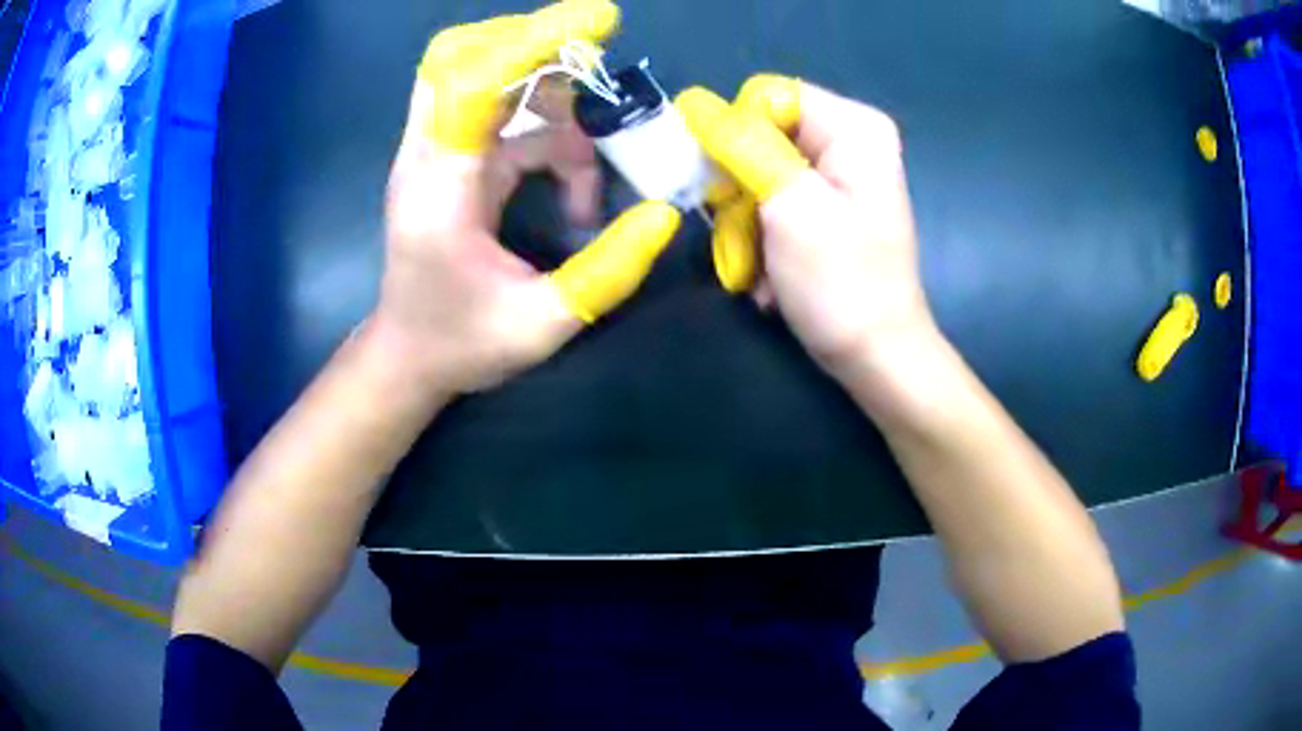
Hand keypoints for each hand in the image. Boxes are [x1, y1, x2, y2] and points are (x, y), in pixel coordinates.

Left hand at [375, 0, 680, 397]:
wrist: (406, 357)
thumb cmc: (461, 344)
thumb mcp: (542, 324)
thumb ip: (606, 272)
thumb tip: (663, 216)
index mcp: (439, 186)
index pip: (472, 79)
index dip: (535, 40)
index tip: (601, 22)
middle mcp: (428, 153)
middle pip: (460, 54)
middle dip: (533, 44)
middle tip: (595, 62)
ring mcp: (435, 152)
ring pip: (484, 77)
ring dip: (550, 98)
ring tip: (593, 164)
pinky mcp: (449, 159)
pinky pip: (500, 114)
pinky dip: (547, 133)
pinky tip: (574, 187)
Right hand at [678, 78, 933, 379]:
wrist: (875, 358)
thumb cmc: (840, 283)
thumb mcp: (789, 205)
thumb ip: (741, 146)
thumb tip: (693, 102)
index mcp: (852, 127)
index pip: (764, 96)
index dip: (734, 134)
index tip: (726, 185)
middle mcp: (846, 141)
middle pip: (758, 136)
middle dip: (739, 189)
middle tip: (743, 233)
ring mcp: (834, 177)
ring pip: (754, 175)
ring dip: (745, 225)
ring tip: (758, 266)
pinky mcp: (822, 209)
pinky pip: (769, 204)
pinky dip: (761, 241)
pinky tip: (771, 276)